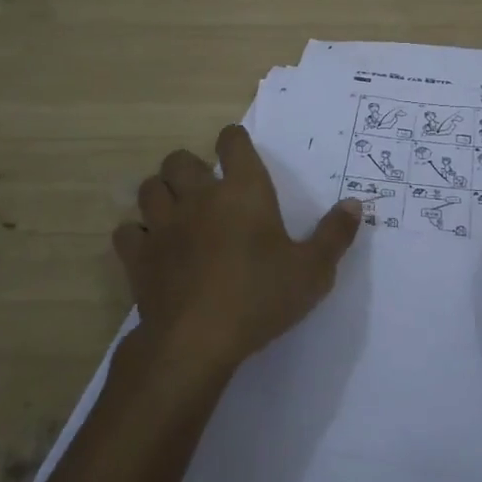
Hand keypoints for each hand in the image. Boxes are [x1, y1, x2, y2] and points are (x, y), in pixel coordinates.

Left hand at [114, 125, 363, 371]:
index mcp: (243, 190)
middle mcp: (199, 197)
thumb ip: (335, 234)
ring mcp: (163, 225)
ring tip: (175, 211)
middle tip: (204, 189)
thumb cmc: (261, 297)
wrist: (197, 340)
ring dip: (161, 193)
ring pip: (149, 188)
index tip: (238, 151)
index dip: (234, 141)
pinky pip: (127, 231)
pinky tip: (150, 247)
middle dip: (189, 167)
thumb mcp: (313, 270)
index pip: (232, 142)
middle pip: (179, 159)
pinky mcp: (139, 256)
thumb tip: (354, 203)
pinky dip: (136, 234)